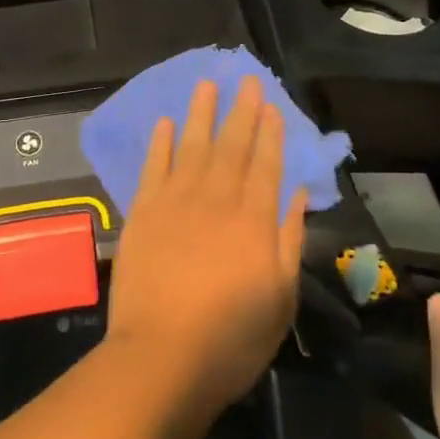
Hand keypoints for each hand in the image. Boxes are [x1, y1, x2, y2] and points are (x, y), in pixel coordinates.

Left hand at [104, 76, 309, 413]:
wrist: (161, 359)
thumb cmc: (230, 339)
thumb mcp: (280, 299)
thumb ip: (288, 241)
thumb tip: (296, 197)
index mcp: (254, 222)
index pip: (266, 165)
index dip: (270, 133)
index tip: (272, 105)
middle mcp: (216, 201)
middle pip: (231, 147)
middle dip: (241, 111)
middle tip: (246, 79)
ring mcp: (175, 204)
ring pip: (192, 147)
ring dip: (200, 114)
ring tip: (206, 84)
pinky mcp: (143, 214)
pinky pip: (153, 168)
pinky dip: (159, 144)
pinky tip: (164, 123)